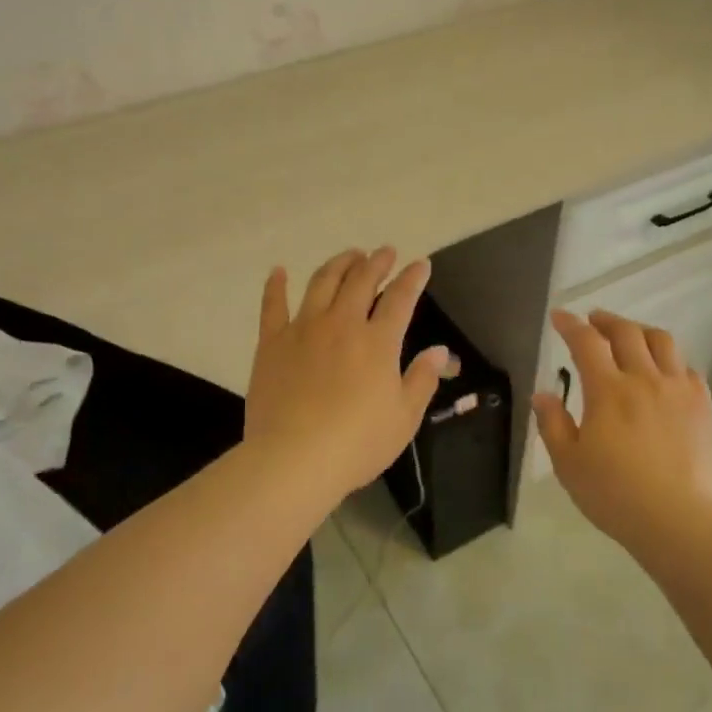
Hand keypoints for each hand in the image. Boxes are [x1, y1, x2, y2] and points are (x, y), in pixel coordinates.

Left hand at [244, 247, 450, 498]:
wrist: (294, 459)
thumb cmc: (357, 443)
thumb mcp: (404, 418)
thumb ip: (422, 379)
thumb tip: (440, 350)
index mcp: (378, 342)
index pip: (400, 298)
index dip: (413, 278)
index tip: (420, 264)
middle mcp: (342, 324)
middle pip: (361, 281)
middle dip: (377, 262)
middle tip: (385, 252)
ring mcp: (303, 329)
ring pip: (322, 282)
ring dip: (339, 264)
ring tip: (349, 255)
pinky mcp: (272, 342)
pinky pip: (273, 305)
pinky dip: (276, 285)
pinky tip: (279, 271)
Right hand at [532, 309, 711, 556]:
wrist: (679, 520)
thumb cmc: (614, 494)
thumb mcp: (568, 463)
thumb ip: (552, 423)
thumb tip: (542, 393)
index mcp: (608, 390)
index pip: (586, 342)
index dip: (570, 324)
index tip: (559, 316)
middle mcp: (645, 379)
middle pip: (627, 332)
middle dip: (606, 321)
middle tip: (594, 321)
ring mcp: (679, 390)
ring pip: (663, 342)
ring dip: (641, 332)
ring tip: (631, 337)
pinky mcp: (704, 407)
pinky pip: (688, 370)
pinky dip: (671, 362)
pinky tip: (665, 373)